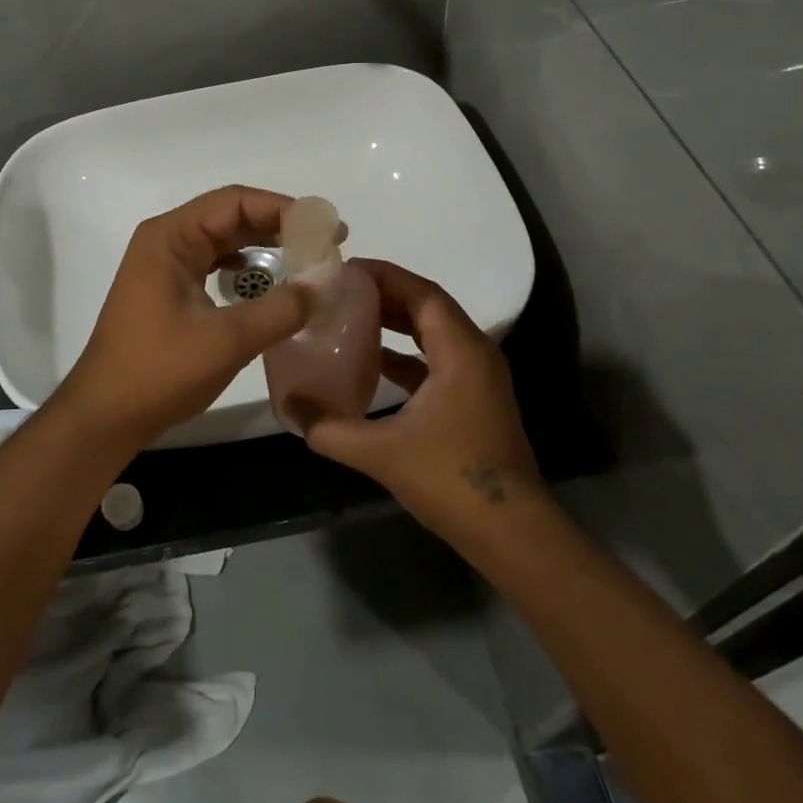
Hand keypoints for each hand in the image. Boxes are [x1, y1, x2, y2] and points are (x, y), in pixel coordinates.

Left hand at [54, 186, 311, 447]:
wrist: (105, 415)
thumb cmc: (158, 371)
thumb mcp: (226, 341)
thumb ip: (279, 310)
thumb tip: (322, 288)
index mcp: (171, 237)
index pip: (235, 202)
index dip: (284, 209)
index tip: (326, 228)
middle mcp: (166, 241)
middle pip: (230, 216)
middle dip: (279, 225)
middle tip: (326, 244)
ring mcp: (166, 265)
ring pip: (224, 240)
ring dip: (265, 245)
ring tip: (307, 258)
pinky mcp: (169, 289)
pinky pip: (215, 263)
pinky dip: (246, 268)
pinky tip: (270, 282)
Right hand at [304, 259, 545, 533]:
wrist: (512, 533)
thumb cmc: (452, 480)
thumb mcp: (382, 453)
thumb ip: (330, 428)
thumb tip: (290, 406)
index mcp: (461, 351)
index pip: (422, 293)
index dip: (385, 275)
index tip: (346, 269)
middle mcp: (474, 354)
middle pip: (428, 307)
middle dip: (386, 294)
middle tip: (341, 290)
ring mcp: (478, 378)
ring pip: (433, 333)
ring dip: (396, 321)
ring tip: (351, 315)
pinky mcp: (473, 400)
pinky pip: (436, 360)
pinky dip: (406, 353)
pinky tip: (373, 362)